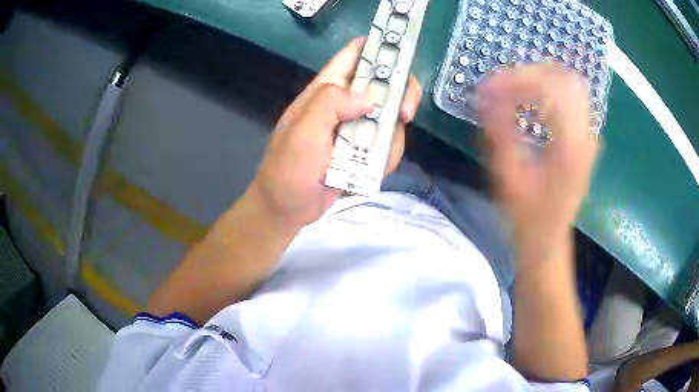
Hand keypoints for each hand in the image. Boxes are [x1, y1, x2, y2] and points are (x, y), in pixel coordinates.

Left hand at [247, 37, 421, 227]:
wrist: (289, 209)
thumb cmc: (288, 169)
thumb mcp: (302, 133)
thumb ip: (330, 104)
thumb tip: (370, 97)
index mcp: (327, 89)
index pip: (356, 54)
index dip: (380, 46)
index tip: (404, 53)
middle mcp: (345, 103)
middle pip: (385, 83)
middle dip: (401, 96)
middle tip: (405, 114)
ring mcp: (357, 126)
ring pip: (391, 117)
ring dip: (391, 137)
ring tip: (377, 157)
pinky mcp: (364, 149)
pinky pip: (388, 144)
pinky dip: (386, 157)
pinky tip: (371, 172)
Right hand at [479, 64, 598, 262]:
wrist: (548, 239)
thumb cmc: (527, 215)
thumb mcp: (507, 175)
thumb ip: (498, 130)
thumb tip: (484, 93)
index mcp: (571, 147)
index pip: (552, 89)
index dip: (518, 79)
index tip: (489, 87)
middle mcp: (587, 136)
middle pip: (566, 79)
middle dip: (531, 72)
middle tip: (503, 82)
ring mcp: (589, 135)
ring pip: (571, 84)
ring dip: (541, 78)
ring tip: (514, 86)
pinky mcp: (585, 137)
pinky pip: (572, 98)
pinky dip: (550, 89)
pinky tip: (531, 98)